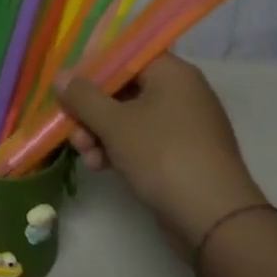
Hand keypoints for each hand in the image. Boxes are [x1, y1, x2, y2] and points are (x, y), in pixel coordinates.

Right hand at [56, 55, 266, 251]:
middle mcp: (181, 93)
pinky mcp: (183, 156)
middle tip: (70, 125)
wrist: (215, 221)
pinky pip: (143, 141)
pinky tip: (99, 165)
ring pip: (130, 117)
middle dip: (92, 108)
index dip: (92, 67)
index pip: (125, 55)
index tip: (67, 84)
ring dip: (100, 132)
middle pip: (124, 88)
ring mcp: (185, 126)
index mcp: (172, 73)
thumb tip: (61, 76)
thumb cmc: (163, 156)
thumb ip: (83, 96)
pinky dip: (120, 149)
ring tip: (83, 153)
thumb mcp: (114, 123)